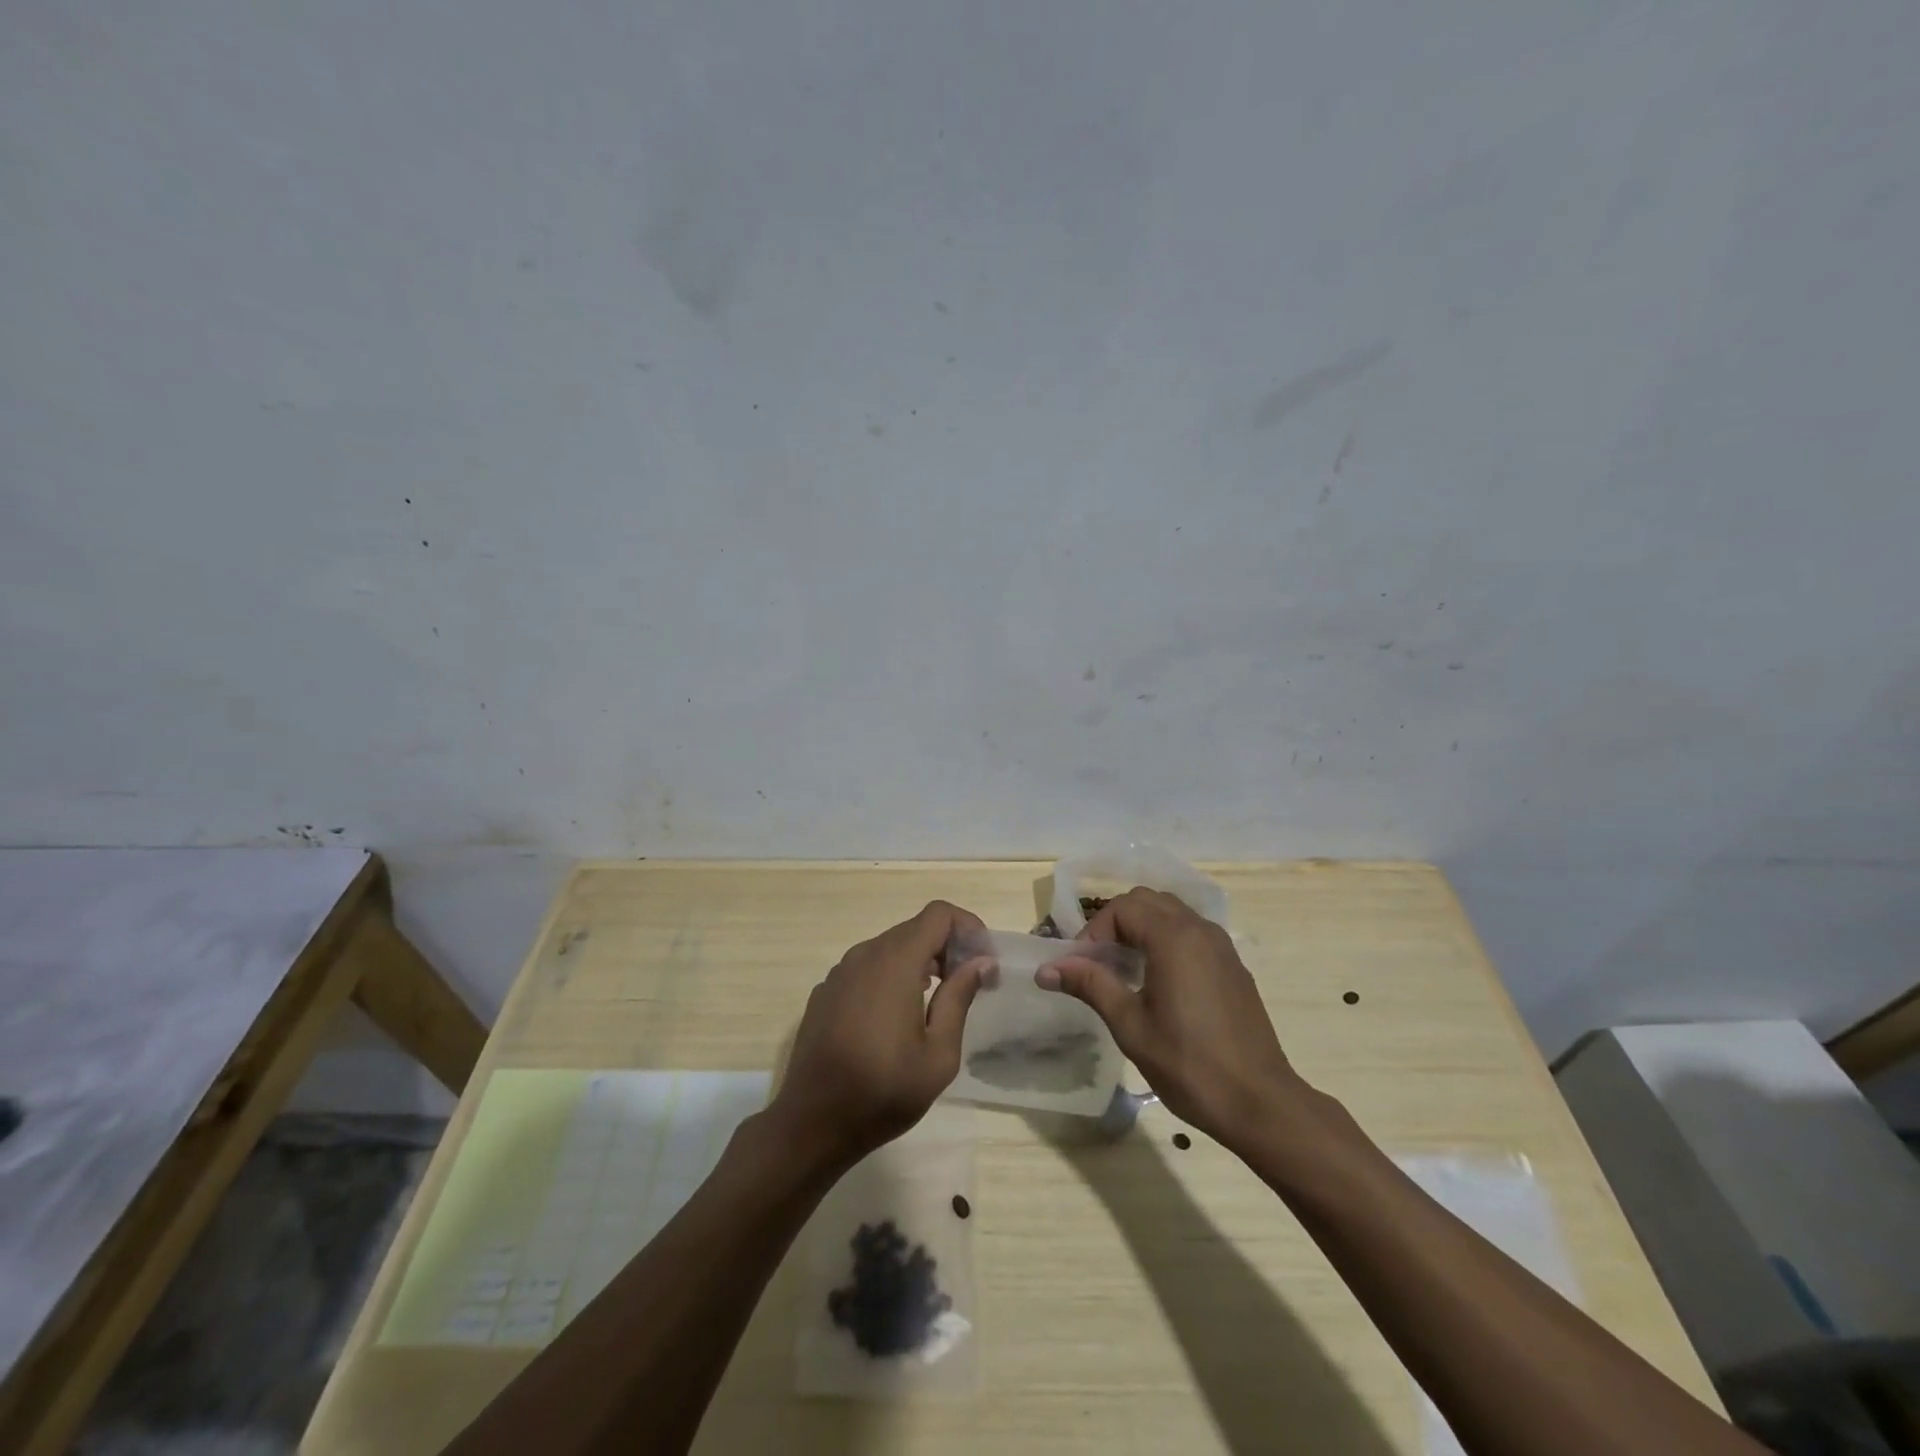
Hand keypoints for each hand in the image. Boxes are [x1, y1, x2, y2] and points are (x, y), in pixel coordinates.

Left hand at [769, 901, 988, 1168]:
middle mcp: (864, 954)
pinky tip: (896, 1018)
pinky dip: (891, 976)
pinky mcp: (826, 991)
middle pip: (915, 929)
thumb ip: (959, 998)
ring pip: (890, 948)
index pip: (939, 914)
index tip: (984, 962)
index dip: (968, 928)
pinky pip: (867, 968)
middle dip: (948, 947)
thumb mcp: (938, 1054)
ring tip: (937, 1002)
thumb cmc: (883, 1091)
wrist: (812, 1124)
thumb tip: (980, 962)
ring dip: (920, 962)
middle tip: (968, 985)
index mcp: (895, 962)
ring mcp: (840, 972)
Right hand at [1040, 887, 1303, 1148]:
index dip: (1094, 932)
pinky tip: (1158, 982)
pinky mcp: (1233, 966)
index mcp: (1174, 937)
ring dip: (1141, 929)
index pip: (1122, 908)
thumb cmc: (1188, 1064)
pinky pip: (1191, 933)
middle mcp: (1200, 929)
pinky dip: (1166, 940)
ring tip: (1123, 970)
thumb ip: (1090, 985)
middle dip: (1115, 923)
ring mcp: (1221, 946)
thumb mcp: (1130, 1025)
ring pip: (1171, 913)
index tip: (1080, 968)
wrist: (1260, 1103)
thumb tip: (1046, 969)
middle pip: (1146, 901)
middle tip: (1097, 963)